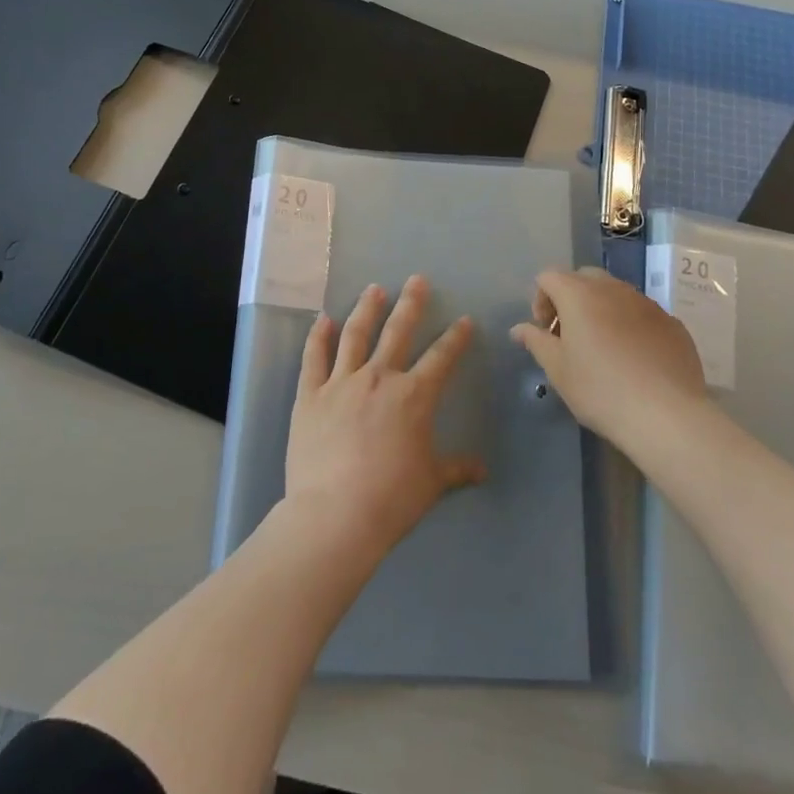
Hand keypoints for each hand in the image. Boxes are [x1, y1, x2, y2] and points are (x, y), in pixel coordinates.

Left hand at [284, 276, 485, 562]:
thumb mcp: (432, 483)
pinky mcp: (311, 395)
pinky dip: (318, 336)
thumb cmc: (392, 498)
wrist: (336, 514)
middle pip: (398, 331)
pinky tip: (322, 319)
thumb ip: (456, 469)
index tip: (464, 320)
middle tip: (416, 280)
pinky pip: (315, 358)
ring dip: (366, 309)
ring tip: (374, 289)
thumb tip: (482, 470)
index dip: (455, 337)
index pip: (441, 357)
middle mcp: (380, 378)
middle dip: (410, 304)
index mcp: (414, 395)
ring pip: (356, 335)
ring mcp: (342, 382)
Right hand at [510, 266, 707, 449]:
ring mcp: (647, 303)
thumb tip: (519, 329)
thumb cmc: (600, 390)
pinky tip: (635, 360)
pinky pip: (642, 314)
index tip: (546, 333)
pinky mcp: (672, 323)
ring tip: (604, 349)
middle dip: (571, 299)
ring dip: (602, 310)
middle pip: (584, 278)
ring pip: (616, 293)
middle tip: (571, 336)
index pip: (549, 276)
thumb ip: (536, 342)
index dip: (540, 300)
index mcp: (579, 294)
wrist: (666, 415)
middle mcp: (614, 288)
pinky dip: (631, 325)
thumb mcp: (558, 370)